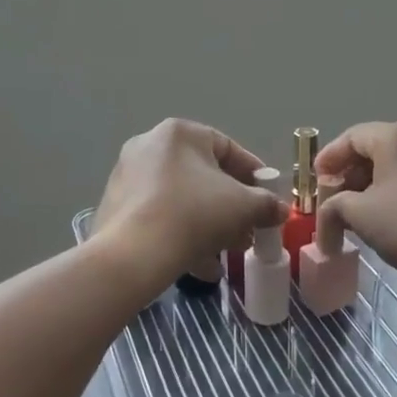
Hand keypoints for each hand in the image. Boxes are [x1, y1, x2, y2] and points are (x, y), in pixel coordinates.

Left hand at [94, 119, 286, 281]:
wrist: (133, 254)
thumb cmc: (194, 214)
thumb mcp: (243, 207)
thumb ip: (266, 204)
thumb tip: (280, 210)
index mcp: (179, 133)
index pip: (227, 147)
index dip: (253, 174)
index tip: (268, 197)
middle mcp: (149, 145)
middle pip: (203, 175)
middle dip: (231, 205)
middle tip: (249, 229)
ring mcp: (128, 176)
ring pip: (182, 198)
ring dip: (210, 223)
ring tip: (228, 251)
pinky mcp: (116, 207)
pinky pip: (160, 215)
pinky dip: (182, 233)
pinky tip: (200, 263)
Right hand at [316, 121, 396, 288]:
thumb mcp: (359, 216)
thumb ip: (334, 205)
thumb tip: (330, 210)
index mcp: (395, 135)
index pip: (350, 138)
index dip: (328, 159)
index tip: (316, 182)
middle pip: (376, 148)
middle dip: (351, 174)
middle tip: (336, 201)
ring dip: (376, 184)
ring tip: (363, 213)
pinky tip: (396, 218)